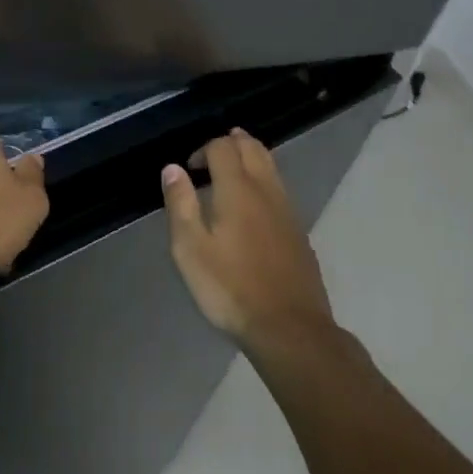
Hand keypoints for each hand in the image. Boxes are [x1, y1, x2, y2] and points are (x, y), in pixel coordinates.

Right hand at [161, 129, 335, 354]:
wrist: (291, 331)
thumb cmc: (231, 288)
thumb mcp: (190, 249)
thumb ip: (180, 204)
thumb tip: (173, 168)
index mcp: (237, 190)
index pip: (222, 147)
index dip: (203, 149)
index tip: (189, 169)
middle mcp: (266, 191)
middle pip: (253, 148)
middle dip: (232, 142)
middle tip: (211, 155)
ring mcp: (287, 211)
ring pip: (271, 166)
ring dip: (250, 159)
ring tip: (230, 172)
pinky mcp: (299, 233)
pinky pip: (280, 190)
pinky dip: (263, 181)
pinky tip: (253, 206)